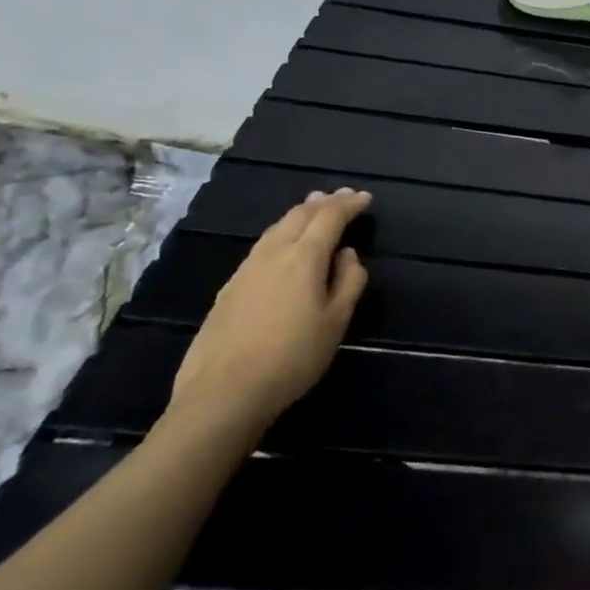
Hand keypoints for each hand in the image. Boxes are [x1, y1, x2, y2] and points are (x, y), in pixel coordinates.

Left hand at [167, 188, 371, 434]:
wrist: (224, 393)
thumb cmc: (293, 357)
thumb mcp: (336, 322)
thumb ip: (349, 282)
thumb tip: (348, 256)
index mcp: (303, 257)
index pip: (329, 218)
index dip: (349, 205)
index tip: (365, 198)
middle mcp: (272, 254)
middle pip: (298, 215)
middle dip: (323, 203)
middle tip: (342, 196)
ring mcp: (245, 270)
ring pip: (276, 228)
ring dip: (299, 214)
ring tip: (314, 209)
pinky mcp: (229, 289)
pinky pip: (261, 246)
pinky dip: (281, 233)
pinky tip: (283, 245)